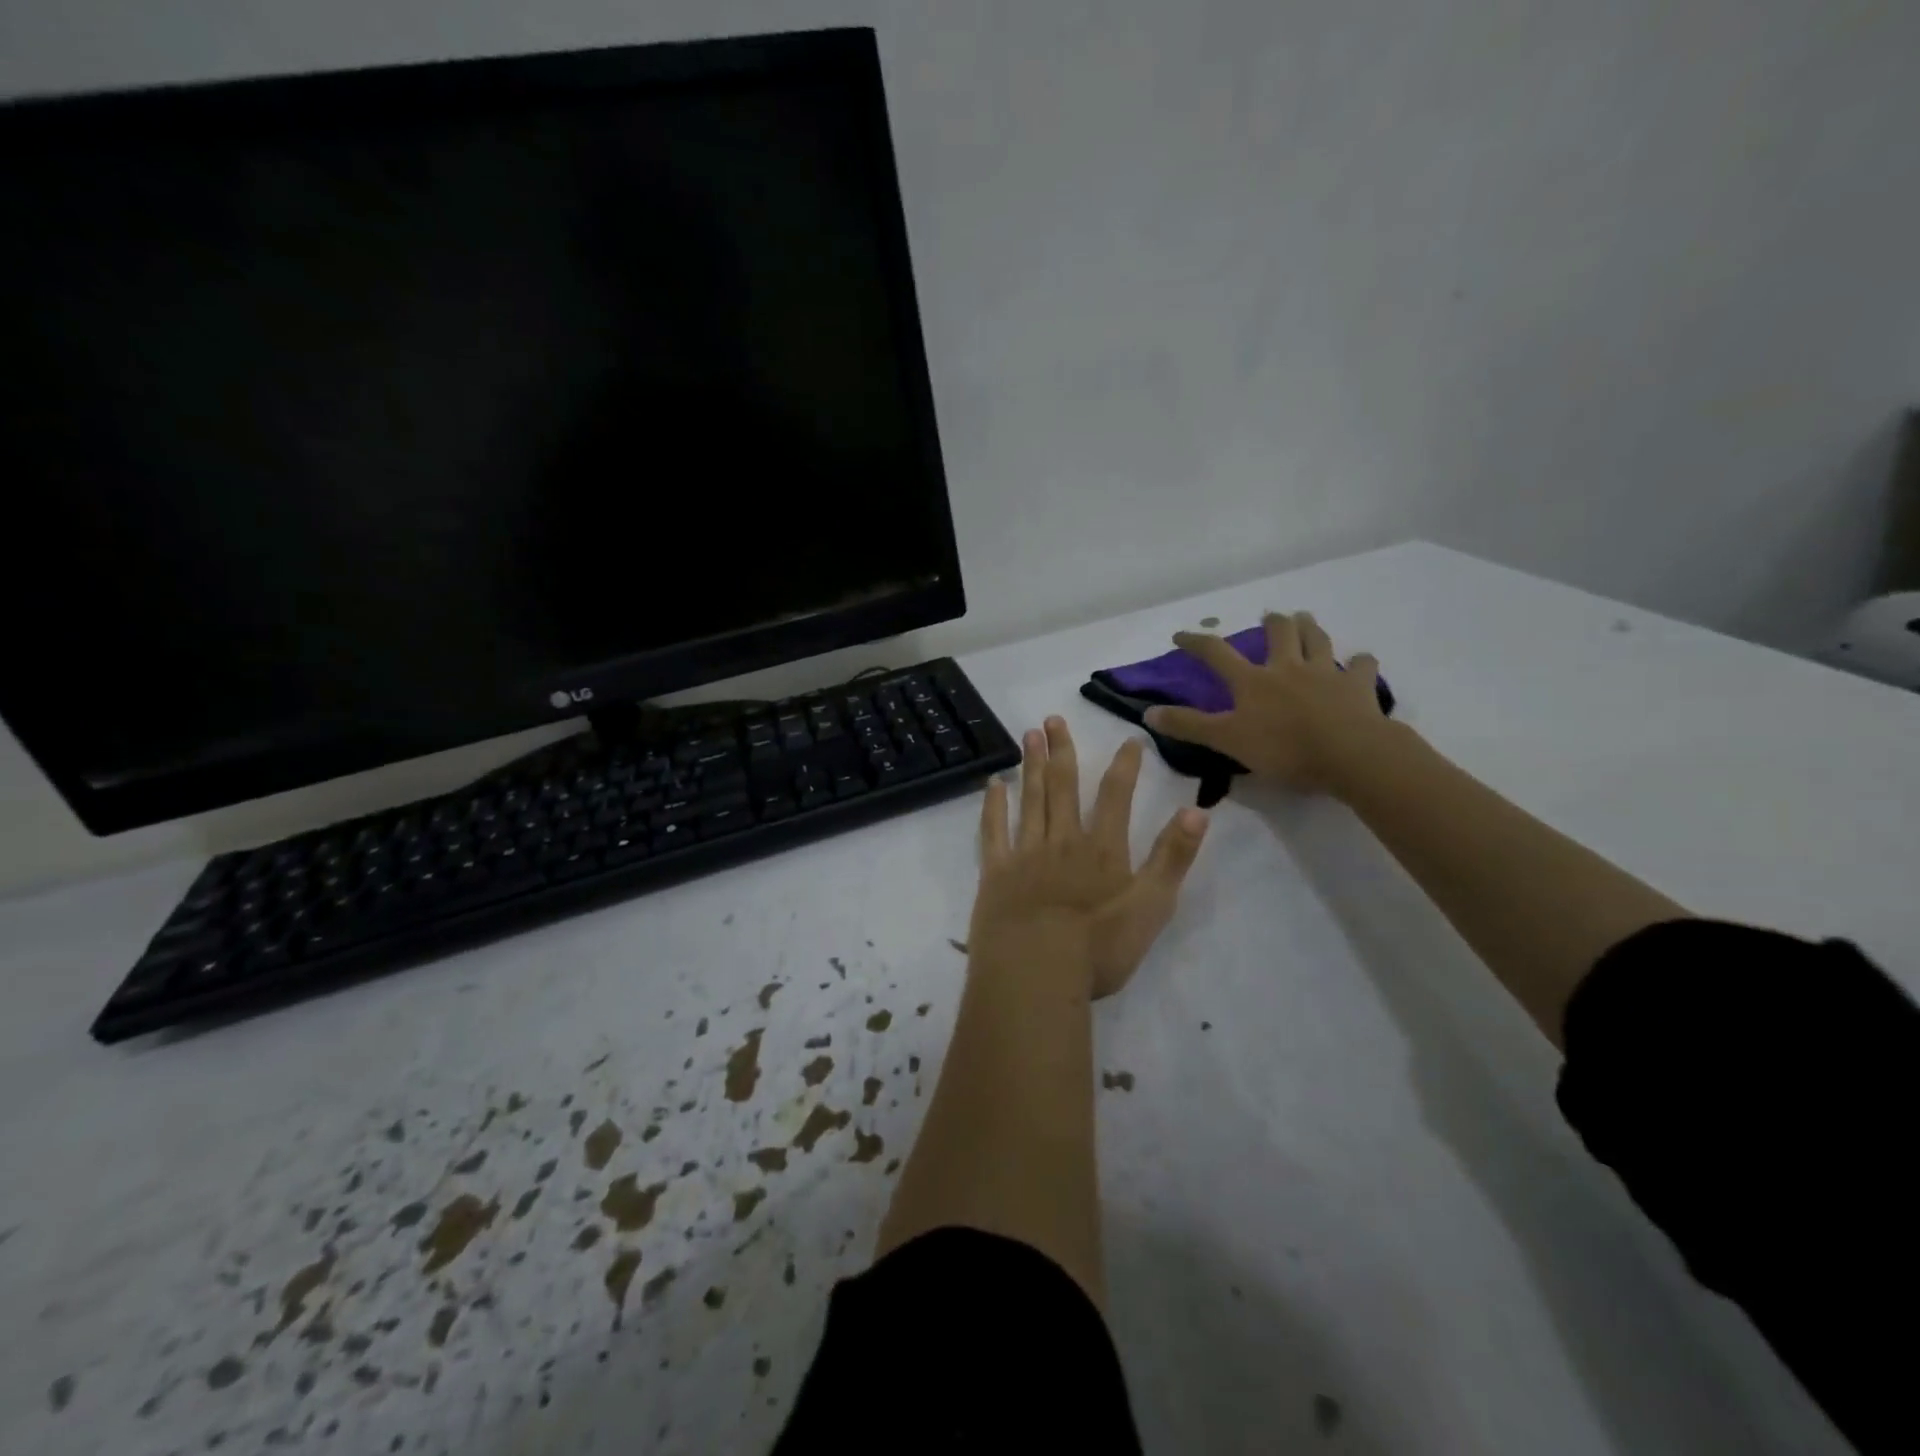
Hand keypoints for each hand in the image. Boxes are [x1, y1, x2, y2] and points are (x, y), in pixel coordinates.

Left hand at [970, 717, 1208, 999]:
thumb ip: (1173, 858)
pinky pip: (993, 830)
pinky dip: (994, 805)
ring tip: (1029, 734)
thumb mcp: (1152, 907)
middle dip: (1062, 750)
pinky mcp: (996, 871)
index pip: (1116, 796)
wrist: (1035, 971)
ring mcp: (1026, 853)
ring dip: (1031, 765)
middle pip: (1064, 786)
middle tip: (1053, 719)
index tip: (1129, 739)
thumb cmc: (1098, 948)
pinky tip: (994, 784)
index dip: (1124, 766)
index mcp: (1102, 849)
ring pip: (1030, 799)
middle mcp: (1063, 841)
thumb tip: (1197, 810)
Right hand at [1144, 611, 1396, 795]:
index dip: (1196, 642)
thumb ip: (1188, 726)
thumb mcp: (1226, 740)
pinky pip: (1362, 666)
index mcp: (1252, 681)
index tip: (1181, 635)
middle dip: (1272, 622)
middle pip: (1278, 633)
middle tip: (1270, 617)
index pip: (1216, 653)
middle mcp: (1287, 668)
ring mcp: (1325, 673)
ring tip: (1306, 619)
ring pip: (1317, 640)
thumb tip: (1148, 712)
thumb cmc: (1283, 749)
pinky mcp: (1358, 687)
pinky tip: (1360, 662)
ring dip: (1310, 627)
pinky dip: (1360, 662)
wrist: (1349, 754)